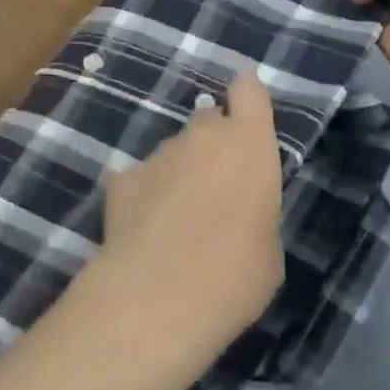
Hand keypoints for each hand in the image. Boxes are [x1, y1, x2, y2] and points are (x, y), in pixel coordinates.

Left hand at [52, 71, 285, 389]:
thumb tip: (237, 214)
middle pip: (209, 119)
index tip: (246, 109)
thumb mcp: (268, 250)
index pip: (249, 90)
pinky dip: (142, 196)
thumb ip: (256, 213)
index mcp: (250, 145)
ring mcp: (158, 154)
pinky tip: (142, 232)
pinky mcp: (122, 178)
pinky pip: (139, 179)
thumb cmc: (235, 277)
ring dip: (178, 172)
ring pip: (173, 151)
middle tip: (214, 185)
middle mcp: (203, 137)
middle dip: (212, 143)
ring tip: (174, 219)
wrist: (158, 298)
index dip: (247, 95)